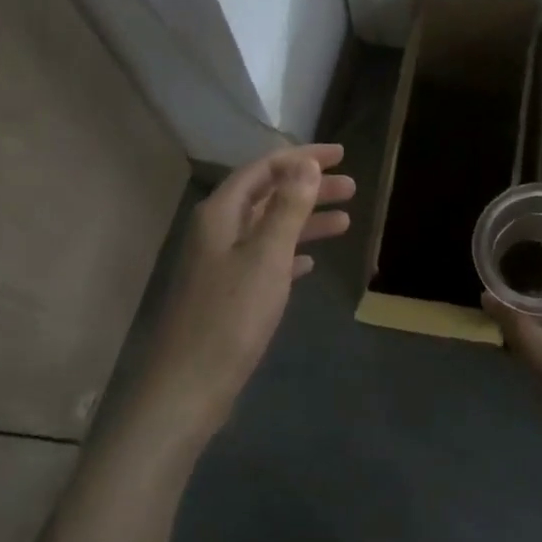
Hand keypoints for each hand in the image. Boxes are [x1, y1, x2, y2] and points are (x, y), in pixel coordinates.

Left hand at [138, 144, 354, 439]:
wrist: (190, 385)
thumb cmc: (231, 316)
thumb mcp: (266, 256)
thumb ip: (288, 208)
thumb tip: (306, 163)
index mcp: (221, 214)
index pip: (264, 169)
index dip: (302, 158)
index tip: (341, 156)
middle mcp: (217, 231)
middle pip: (268, 196)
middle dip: (309, 189)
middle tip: (351, 188)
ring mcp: (220, 263)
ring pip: (268, 229)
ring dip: (304, 222)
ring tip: (345, 221)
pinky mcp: (227, 293)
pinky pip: (264, 260)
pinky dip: (289, 254)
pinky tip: (311, 261)